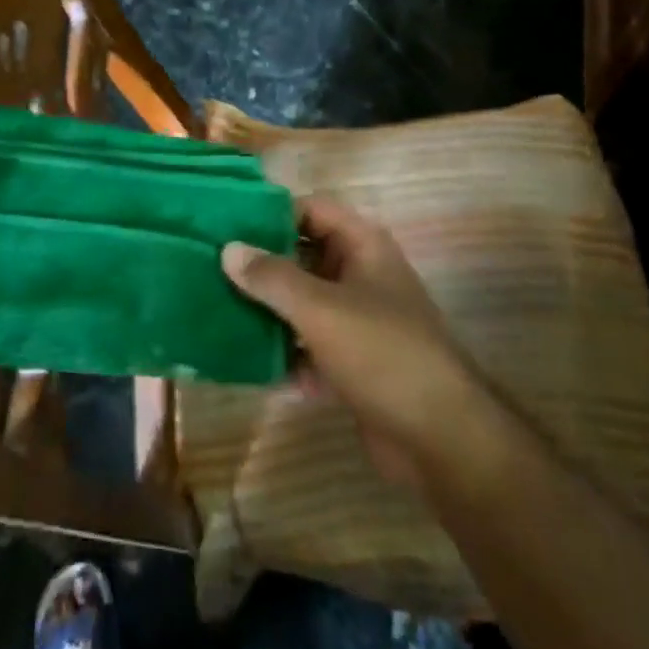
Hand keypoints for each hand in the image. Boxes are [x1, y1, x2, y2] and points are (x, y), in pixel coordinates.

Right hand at [222, 198, 490, 490]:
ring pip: (303, 304)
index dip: (272, 212)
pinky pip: (309, 346)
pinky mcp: (352, 363)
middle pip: (303, 256)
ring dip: (268, 311)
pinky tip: (245, 364)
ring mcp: (358, 321)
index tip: (226, 223)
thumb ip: (272, 277)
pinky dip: (284, 354)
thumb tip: (229, 248)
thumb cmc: (381, 353)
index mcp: (363, 246)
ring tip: (215, 310)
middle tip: (209, 267)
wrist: (439, 439)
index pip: (312, 209)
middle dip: (261, 265)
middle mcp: (361, 275)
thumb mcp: (320, 308)